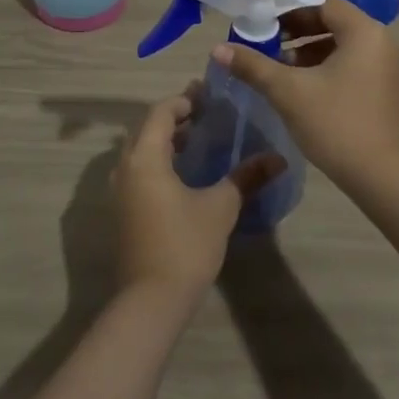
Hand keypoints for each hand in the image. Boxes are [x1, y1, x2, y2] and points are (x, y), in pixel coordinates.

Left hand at [112, 90, 284, 298]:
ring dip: (166, 140)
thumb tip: (278, 159)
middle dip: (175, 118)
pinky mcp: (124, 209)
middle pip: (148, 128)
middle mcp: (126, 166)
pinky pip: (140, 170)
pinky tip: (185, 174)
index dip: (183, 101)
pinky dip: (159, 160)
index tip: (209, 98)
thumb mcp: (220, 207)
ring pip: (142, 150)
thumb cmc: (185, 245)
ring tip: (199, 140)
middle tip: (207, 115)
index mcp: (145, 157)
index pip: (160, 112)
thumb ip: (246, 177)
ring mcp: (121, 190)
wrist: (151, 300)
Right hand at [211, 0, 398, 189]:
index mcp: (364, 32)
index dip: (288, 9)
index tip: (260, 22)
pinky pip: (348, 62)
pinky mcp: (382, 86)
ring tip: (276, 65)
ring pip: (339, 43)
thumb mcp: (288, 91)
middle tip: (263, 42)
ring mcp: (384, 65)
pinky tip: (298, 85)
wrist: (382, 178)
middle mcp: (379, 40)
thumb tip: (217, 48)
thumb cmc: (336, 124)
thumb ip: (253, 65)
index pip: (322, 3)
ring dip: (306, 49)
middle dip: (295, 30)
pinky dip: (323, 65)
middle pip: (331, 21)